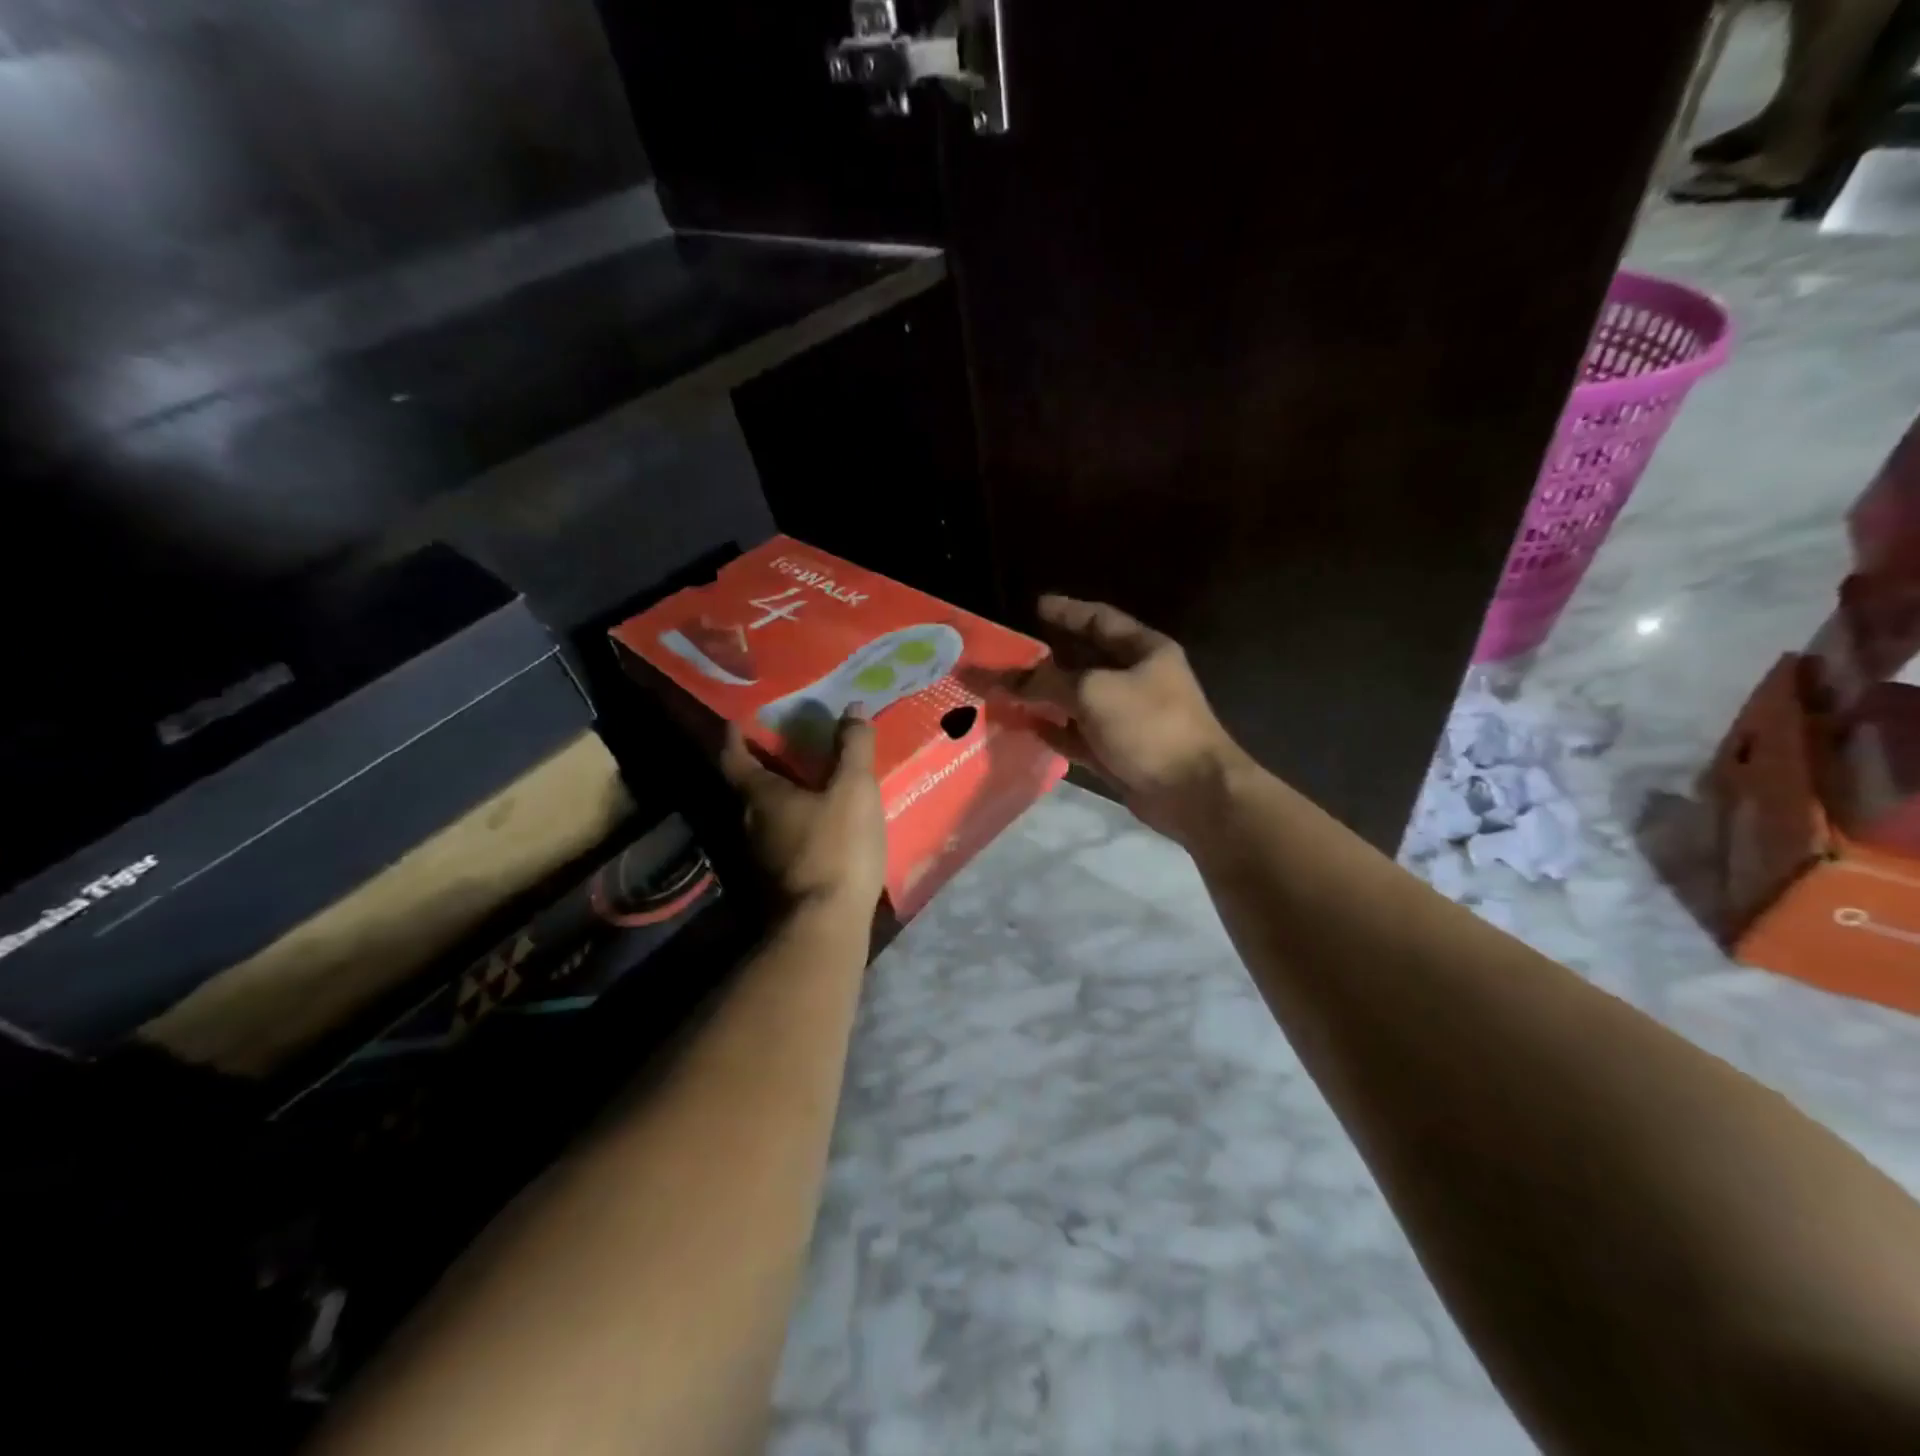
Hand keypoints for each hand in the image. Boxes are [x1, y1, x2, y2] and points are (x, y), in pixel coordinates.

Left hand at [720, 711, 887, 917]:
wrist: (824, 927)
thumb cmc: (836, 848)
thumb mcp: (854, 790)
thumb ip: (853, 747)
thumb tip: (852, 707)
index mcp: (760, 796)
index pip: (733, 756)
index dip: (734, 735)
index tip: (740, 719)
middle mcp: (749, 823)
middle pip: (748, 786)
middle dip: (765, 764)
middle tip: (790, 745)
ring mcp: (759, 857)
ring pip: (765, 816)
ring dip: (782, 797)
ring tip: (812, 782)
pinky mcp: (777, 882)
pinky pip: (782, 840)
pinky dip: (796, 825)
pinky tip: (822, 826)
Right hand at [1012, 595, 1245, 842]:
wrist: (1192, 792)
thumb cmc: (1149, 726)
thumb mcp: (1094, 692)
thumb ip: (1048, 681)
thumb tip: (1008, 678)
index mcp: (1144, 651)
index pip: (1100, 620)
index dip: (1067, 611)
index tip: (1035, 606)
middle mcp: (1137, 680)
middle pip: (1085, 662)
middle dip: (1048, 659)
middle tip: (1010, 655)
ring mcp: (1127, 719)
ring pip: (1078, 701)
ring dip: (1046, 697)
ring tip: (1007, 691)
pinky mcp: (1118, 752)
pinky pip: (1078, 735)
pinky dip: (1054, 730)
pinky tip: (1025, 727)